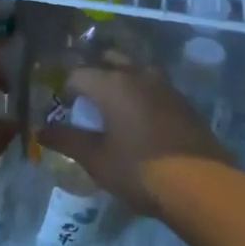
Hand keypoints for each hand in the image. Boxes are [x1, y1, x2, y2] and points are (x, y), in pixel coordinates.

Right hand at [38, 65, 235, 217]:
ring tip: (112, 107)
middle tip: (85, 100)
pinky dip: (140, 94)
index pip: (78, 73)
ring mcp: (165, 85)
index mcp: (112, 83)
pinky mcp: (183, 101)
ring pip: (135, 70)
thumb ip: (67, 141)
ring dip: (120, 80)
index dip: (65, 88)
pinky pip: (153, 87)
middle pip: (109, 60)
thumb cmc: (140, 171)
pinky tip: (139, 118)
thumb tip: (41, 131)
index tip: (62, 106)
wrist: (203, 186)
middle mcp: (138, 74)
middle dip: (93, 73)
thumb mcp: (97, 160)